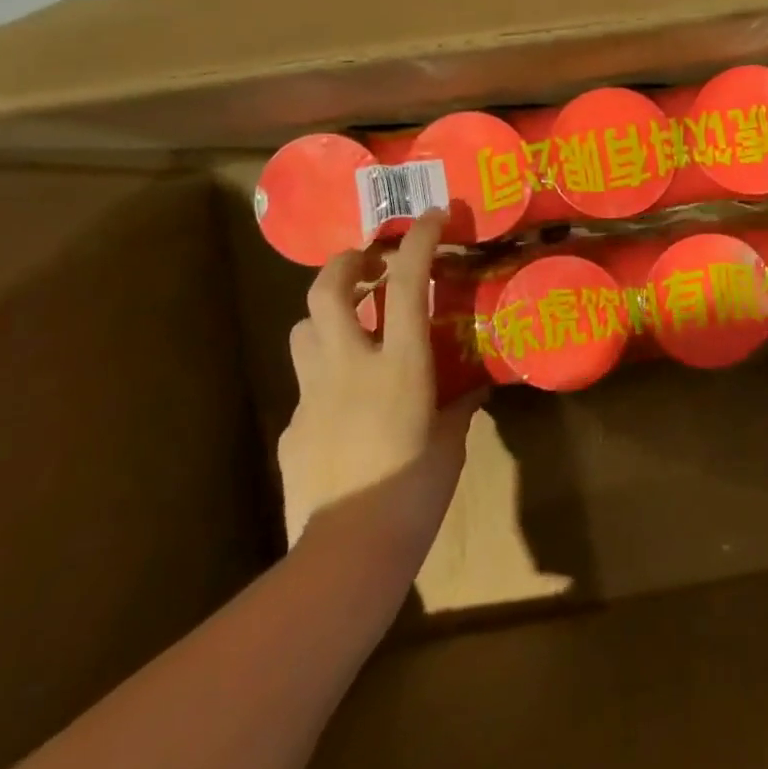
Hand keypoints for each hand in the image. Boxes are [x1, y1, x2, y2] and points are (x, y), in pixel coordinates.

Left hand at [278, 211, 482, 552]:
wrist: (348, 551)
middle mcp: (350, 366)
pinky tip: (344, 405)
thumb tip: (475, 392)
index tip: (429, 217)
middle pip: (326, 292)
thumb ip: (459, 409)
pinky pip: (306, 388)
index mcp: (399, 365)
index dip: (417, 242)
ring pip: (303, 330)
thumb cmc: (415, 491)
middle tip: (365, 259)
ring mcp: (314, 395)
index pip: (407, 284)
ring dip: (325, 315)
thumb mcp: (450, 444)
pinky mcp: (293, 427)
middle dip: (344, 263)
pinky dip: (325, 379)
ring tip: (350, 323)